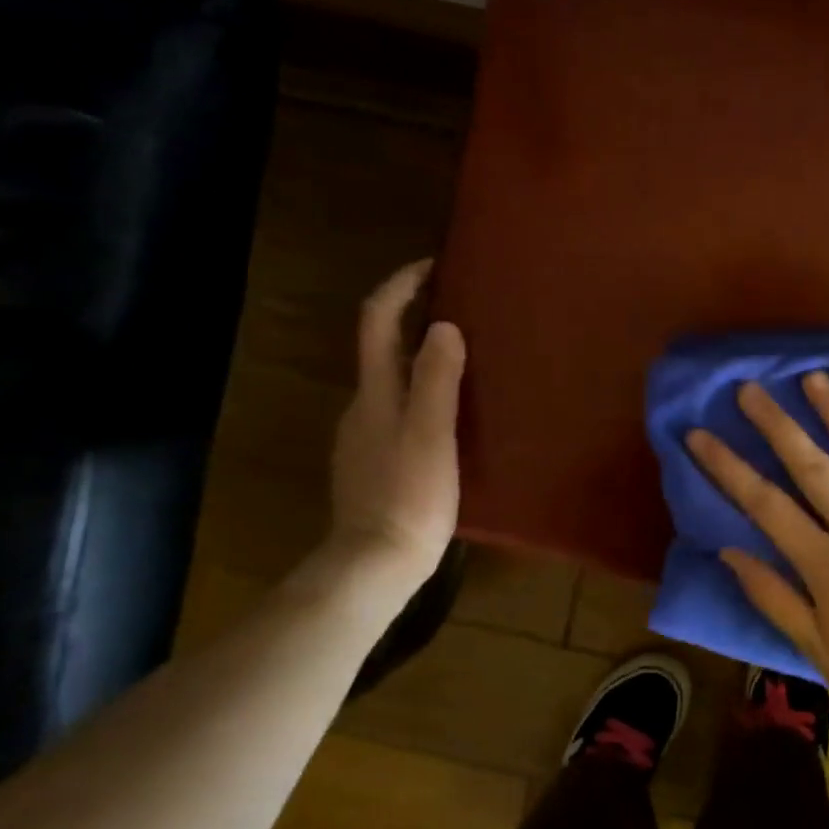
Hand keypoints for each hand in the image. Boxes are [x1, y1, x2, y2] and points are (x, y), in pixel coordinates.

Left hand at [328, 261, 465, 587]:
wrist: (375, 563)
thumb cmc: (410, 496)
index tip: (434, 265)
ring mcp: (365, 437)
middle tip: (461, 309)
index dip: (400, 285)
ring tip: (466, 360)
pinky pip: (399, 411)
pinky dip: (422, 395)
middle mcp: (362, 406)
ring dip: (420, 358)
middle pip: (382, 346)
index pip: (378, 320)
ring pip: (392, 381)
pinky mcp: (376, 463)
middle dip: (414, 317)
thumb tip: (443, 326)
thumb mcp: (431, 434)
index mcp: (375, 392)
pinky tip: (451, 415)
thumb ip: (435, 379)